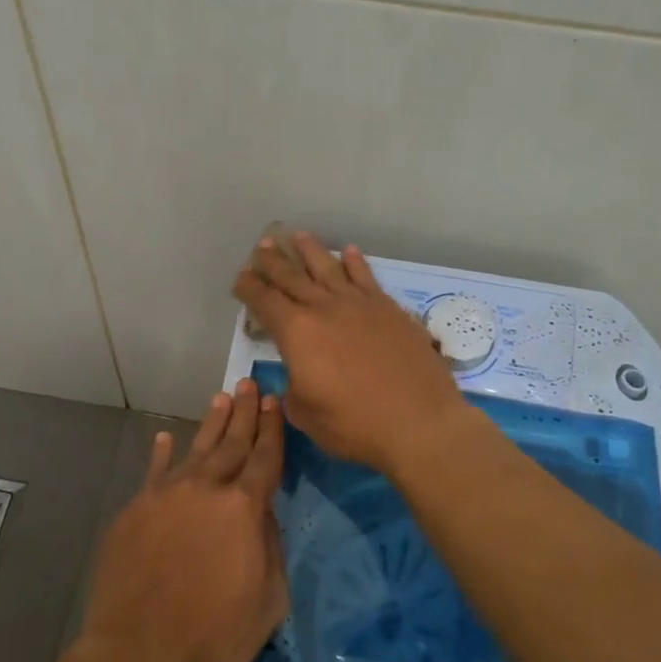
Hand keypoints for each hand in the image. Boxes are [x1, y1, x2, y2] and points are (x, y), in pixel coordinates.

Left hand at [75, 379, 288, 661]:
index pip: (265, 458)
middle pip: (231, 443)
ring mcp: (165, 495)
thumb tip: (262, 513)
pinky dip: (162, 453)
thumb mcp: (268, 602)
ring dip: (211, 423)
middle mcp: (206, 489)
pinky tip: (166, 438)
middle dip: (244, 413)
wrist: (138, 655)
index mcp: (243, 509)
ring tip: (221, 398)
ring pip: (195, 449)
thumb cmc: (213, 638)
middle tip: (249, 384)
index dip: (272, 429)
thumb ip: (270, 548)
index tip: (274, 401)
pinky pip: (154, 471)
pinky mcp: (135, 509)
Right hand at [233, 231, 471, 474]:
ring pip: (328, 268)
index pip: (265, 302)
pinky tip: (349, 251)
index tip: (241, 277)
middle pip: (292, 277)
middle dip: (274, 262)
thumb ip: (293, 387)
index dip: (250, 288)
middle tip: (263, 245)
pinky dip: (355, 262)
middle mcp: (324, 308)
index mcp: (296, 332)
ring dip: (310, 250)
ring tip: (298, 235)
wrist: (419, 423)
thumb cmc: (354, 425)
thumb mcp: (305, 414)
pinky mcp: (389, 309)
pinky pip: (366, 277)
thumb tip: (298, 374)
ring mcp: (359, 304)